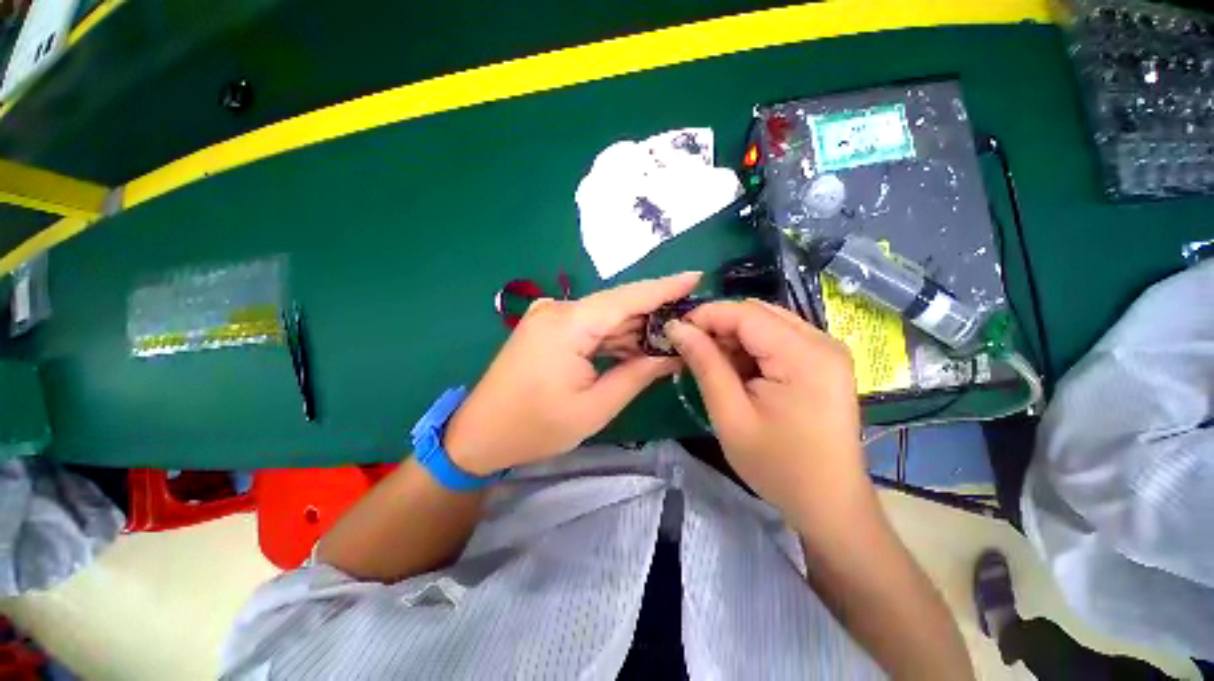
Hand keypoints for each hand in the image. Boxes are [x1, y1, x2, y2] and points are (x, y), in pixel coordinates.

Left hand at [444, 272, 701, 474]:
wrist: (478, 434)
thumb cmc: (535, 427)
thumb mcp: (595, 408)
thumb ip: (636, 375)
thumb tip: (671, 355)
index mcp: (569, 325)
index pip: (628, 298)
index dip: (664, 287)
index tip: (697, 276)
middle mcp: (558, 310)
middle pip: (618, 305)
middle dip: (655, 312)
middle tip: (692, 319)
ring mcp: (550, 316)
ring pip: (605, 316)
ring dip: (636, 327)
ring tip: (672, 336)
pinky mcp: (548, 327)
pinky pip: (590, 326)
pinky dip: (614, 336)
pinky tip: (638, 345)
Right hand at [665, 299, 868, 521]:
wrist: (829, 502)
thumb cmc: (778, 466)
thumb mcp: (731, 415)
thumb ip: (705, 364)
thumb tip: (677, 328)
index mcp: (804, 355)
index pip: (746, 313)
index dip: (706, 315)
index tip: (676, 331)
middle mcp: (822, 341)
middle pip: (758, 313)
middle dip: (718, 325)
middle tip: (691, 348)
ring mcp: (827, 349)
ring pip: (766, 322)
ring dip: (733, 336)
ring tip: (711, 362)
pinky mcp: (823, 360)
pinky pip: (778, 337)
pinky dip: (750, 346)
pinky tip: (737, 369)